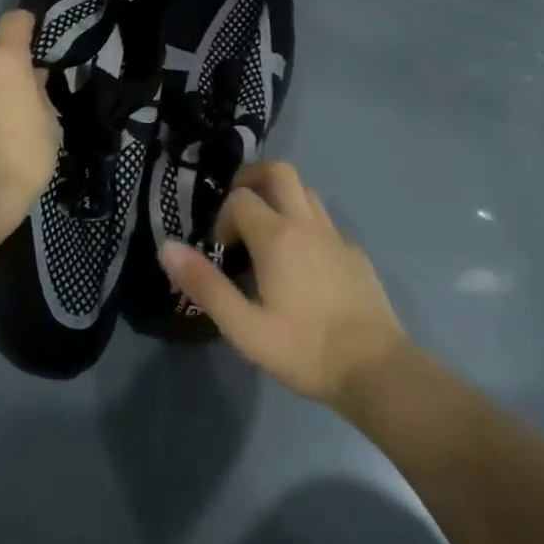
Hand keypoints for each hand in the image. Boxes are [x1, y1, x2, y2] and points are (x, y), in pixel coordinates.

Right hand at [160, 160, 406, 408]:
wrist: (377, 371)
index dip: (222, 216)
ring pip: (305, 192)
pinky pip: (324, 221)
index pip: (241, 198)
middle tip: (236, 210)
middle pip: (279, 172)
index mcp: (277, 237)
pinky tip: (300, 264)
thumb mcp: (243, 327)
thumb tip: (167, 247)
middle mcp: (307, 224)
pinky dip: (304, 224)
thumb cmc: (304, 350)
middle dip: (252, 179)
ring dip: (280, 199)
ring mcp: (336, 237)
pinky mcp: (355, 254)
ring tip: (264, 235)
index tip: (220, 250)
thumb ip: (204, 284)